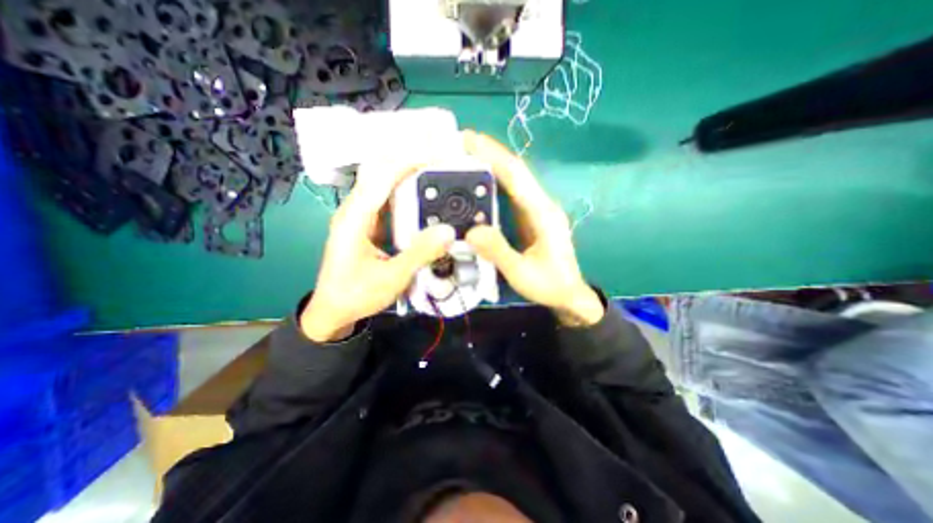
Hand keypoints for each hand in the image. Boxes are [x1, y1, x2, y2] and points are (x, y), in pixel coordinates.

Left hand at [301, 164, 457, 342]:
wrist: (334, 311)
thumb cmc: (356, 295)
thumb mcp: (391, 278)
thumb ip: (420, 254)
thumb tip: (448, 231)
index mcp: (354, 217)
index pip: (381, 176)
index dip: (409, 162)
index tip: (438, 158)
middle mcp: (355, 209)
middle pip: (381, 172)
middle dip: (410, 163)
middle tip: (442, 165)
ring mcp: (361, 216)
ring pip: (384, 185)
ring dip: (409, 177)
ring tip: (437, 177)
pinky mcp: (368, 224)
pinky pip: (388, 201)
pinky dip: (406, 195)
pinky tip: (424, 200)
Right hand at [461, 131, 606, 327]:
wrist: (568, 294)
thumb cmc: (548, 285)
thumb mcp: (521, 273)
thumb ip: (498, 251)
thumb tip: (471, 230)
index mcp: (542, 213)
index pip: (517, 176)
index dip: (494, 155)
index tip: (469, 140)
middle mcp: (541, 205)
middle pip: (516, 171)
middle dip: (490, 153)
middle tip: (461, 143)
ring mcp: (537, 210)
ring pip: (515, 179)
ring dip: (492, 163)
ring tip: (466, 155)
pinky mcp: (531, 217)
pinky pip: (512, 193)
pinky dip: (496, 181)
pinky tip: (480, 180)